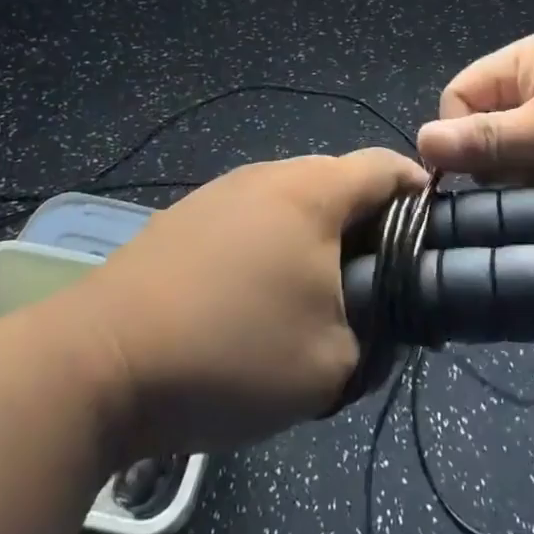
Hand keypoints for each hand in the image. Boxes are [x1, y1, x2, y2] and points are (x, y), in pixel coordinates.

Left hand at [73, 149, 425, 458]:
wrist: (99, 361)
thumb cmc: (230, 353)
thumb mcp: (331, 366)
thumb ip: (376, 338)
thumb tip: (377, 319)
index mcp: (313, 192)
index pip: (386, 167)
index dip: (419, 195)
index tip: (433, 239)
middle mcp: (268, 174)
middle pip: (338, 183)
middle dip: (367, 227)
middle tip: (374, 286)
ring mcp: (221, 191)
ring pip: (291, 203)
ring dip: (314, 240)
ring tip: (312, 300)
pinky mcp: (186, 217)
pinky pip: (250, 219)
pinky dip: (270, 247)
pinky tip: (251, 301)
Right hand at [416, 34, 533, 214]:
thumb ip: (487, 139)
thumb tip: (421, 143)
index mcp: (524, 62)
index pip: (458, 98)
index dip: (458, 139)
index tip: (480, 181)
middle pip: (486, 130)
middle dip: (498, 167)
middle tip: (530, 192)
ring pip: (517, 157)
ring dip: (529, 184)